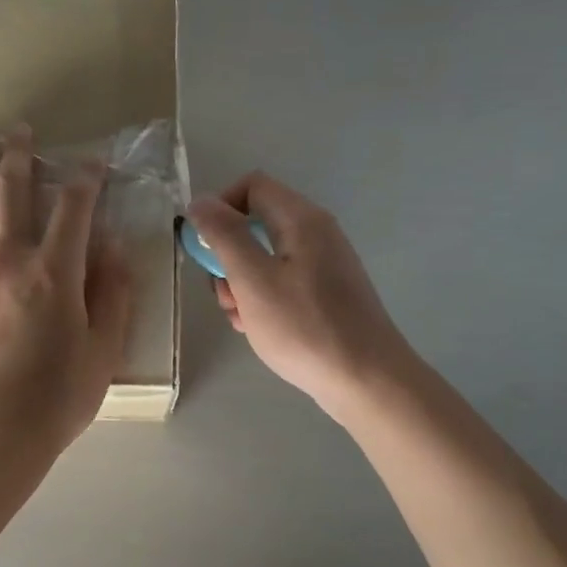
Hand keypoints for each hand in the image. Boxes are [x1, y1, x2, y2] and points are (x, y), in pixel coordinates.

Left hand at [0, 126, 132, 452]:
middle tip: (22, 130)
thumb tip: (112, 248)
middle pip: (14, 194)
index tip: (94, 163)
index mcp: (55, 272)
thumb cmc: (59, 397)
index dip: (86, 179)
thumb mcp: (103, 349)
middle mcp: (11, 261)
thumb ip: (112, 293)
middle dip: (21, 156)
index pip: (74, 208)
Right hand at [185, 172, 411, 420]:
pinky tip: (258, 328)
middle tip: (225, 295)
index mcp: (302, 220)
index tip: (206, 248)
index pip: (252, 186)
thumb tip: (200, 201)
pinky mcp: (326, 292)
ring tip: (241, 319)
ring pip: (265, 257)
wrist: (366, 380)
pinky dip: (262, 299)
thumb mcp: (253, 279)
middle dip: (228, 256)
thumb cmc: (304, 327)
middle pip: (256, 223)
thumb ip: (225, 235)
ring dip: (241, 283)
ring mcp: (324, 264)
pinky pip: (282, 281)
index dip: (220, 208)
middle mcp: (316, 233)